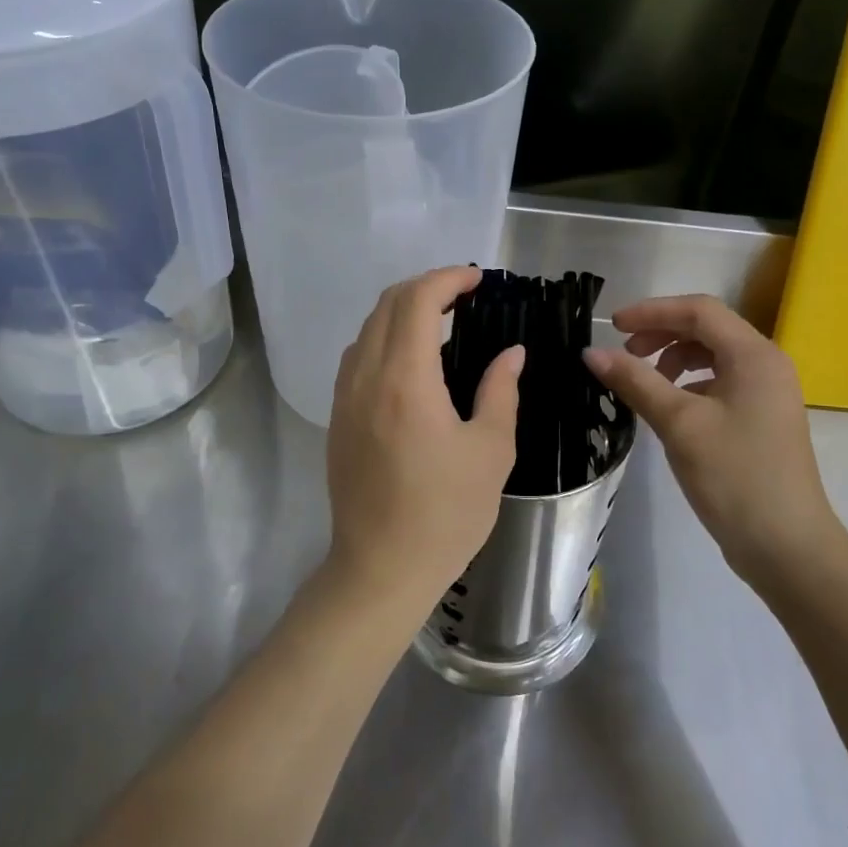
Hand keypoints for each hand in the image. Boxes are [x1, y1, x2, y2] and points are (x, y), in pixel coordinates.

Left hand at [326, 267, 522, 619]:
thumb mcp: (491, 451)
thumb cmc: (446, 513)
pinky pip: (358, 356)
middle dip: (427, 286)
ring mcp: (344, 396)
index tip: (479, 281)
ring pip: (368, 328)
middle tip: (465, 296)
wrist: (381, 568)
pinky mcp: (337, 417)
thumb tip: (510, 352)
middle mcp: (366, 376)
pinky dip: (385, 338)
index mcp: (406, 380)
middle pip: (387, 304)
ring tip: (442, 323)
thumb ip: (500, 391)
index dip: (449, 278)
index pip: (418, 300)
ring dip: (402, 311)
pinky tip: (412, 362)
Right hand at [584, 295, 847, 585]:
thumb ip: (635, 381)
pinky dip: (689, 384)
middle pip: (707, 329)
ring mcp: (767, 393)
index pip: (699, 310)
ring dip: (673, 359)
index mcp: (754, 355)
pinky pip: (720, 383)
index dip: (652, 311)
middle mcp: (766, 364)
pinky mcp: (761, 419)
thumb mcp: (679, 424)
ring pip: (713, 356)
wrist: (787, 547)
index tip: (612, 326)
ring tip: (644, 384)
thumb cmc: (734, 476)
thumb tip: (591, 352)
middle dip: (662, 334)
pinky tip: (669, 409)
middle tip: (624, 354)